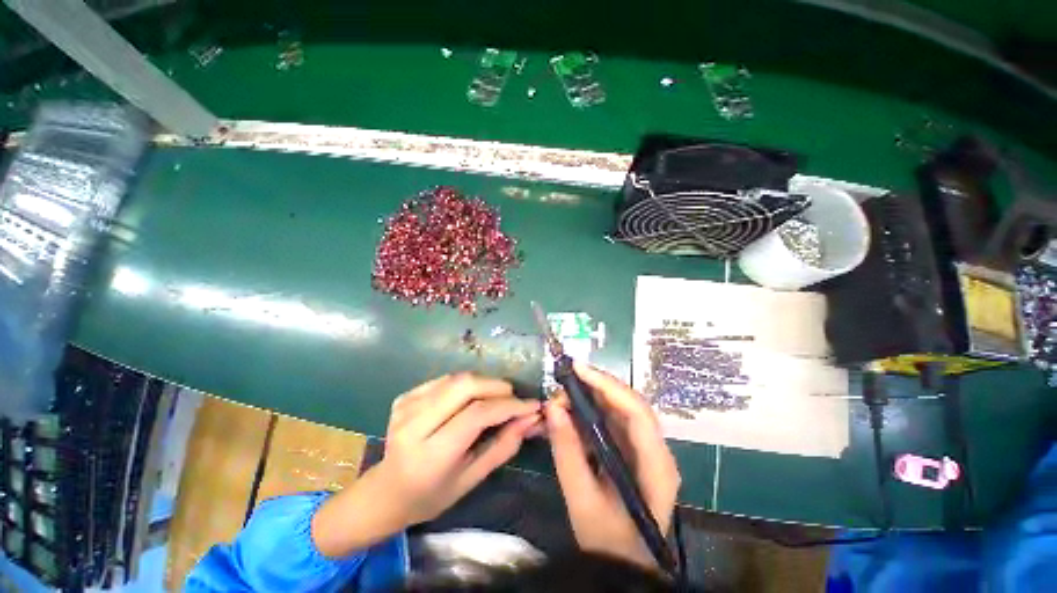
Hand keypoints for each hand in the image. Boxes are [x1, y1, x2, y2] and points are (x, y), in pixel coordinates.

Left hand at [377, 373, 541, 524]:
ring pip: (457, 378)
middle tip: (513, 398)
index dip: (509, 405)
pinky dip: (466, 385)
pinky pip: (445, 380)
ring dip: (484, 383)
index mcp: (431, 454)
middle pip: (466, 385)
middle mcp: (415, 424)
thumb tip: (530, 419)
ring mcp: (406, 406)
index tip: (532, 405)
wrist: (386, 492)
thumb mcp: (472, 479)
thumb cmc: (432, 495)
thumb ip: (503, 446)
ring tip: (496, 399)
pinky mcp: (405, 396)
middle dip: (497, 386)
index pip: (477, 414)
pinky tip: (470, 399)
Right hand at [546, 363, 679, 568]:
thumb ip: (567, 453)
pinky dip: (590, 412)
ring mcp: (645, 449)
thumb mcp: (582, 500)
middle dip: (595, 387)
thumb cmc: (609, 542)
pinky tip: (571, 412)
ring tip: (562, 397)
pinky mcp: (632, 450)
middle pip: (629, 404)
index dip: (608, 385)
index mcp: (656, 466)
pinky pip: (611, 421)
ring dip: (590, 397)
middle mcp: (656, 450)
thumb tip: (552, 408)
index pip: (637, 412)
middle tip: (563, 382)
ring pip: (619, 409)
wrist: (624, 567)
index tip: (578, 369)